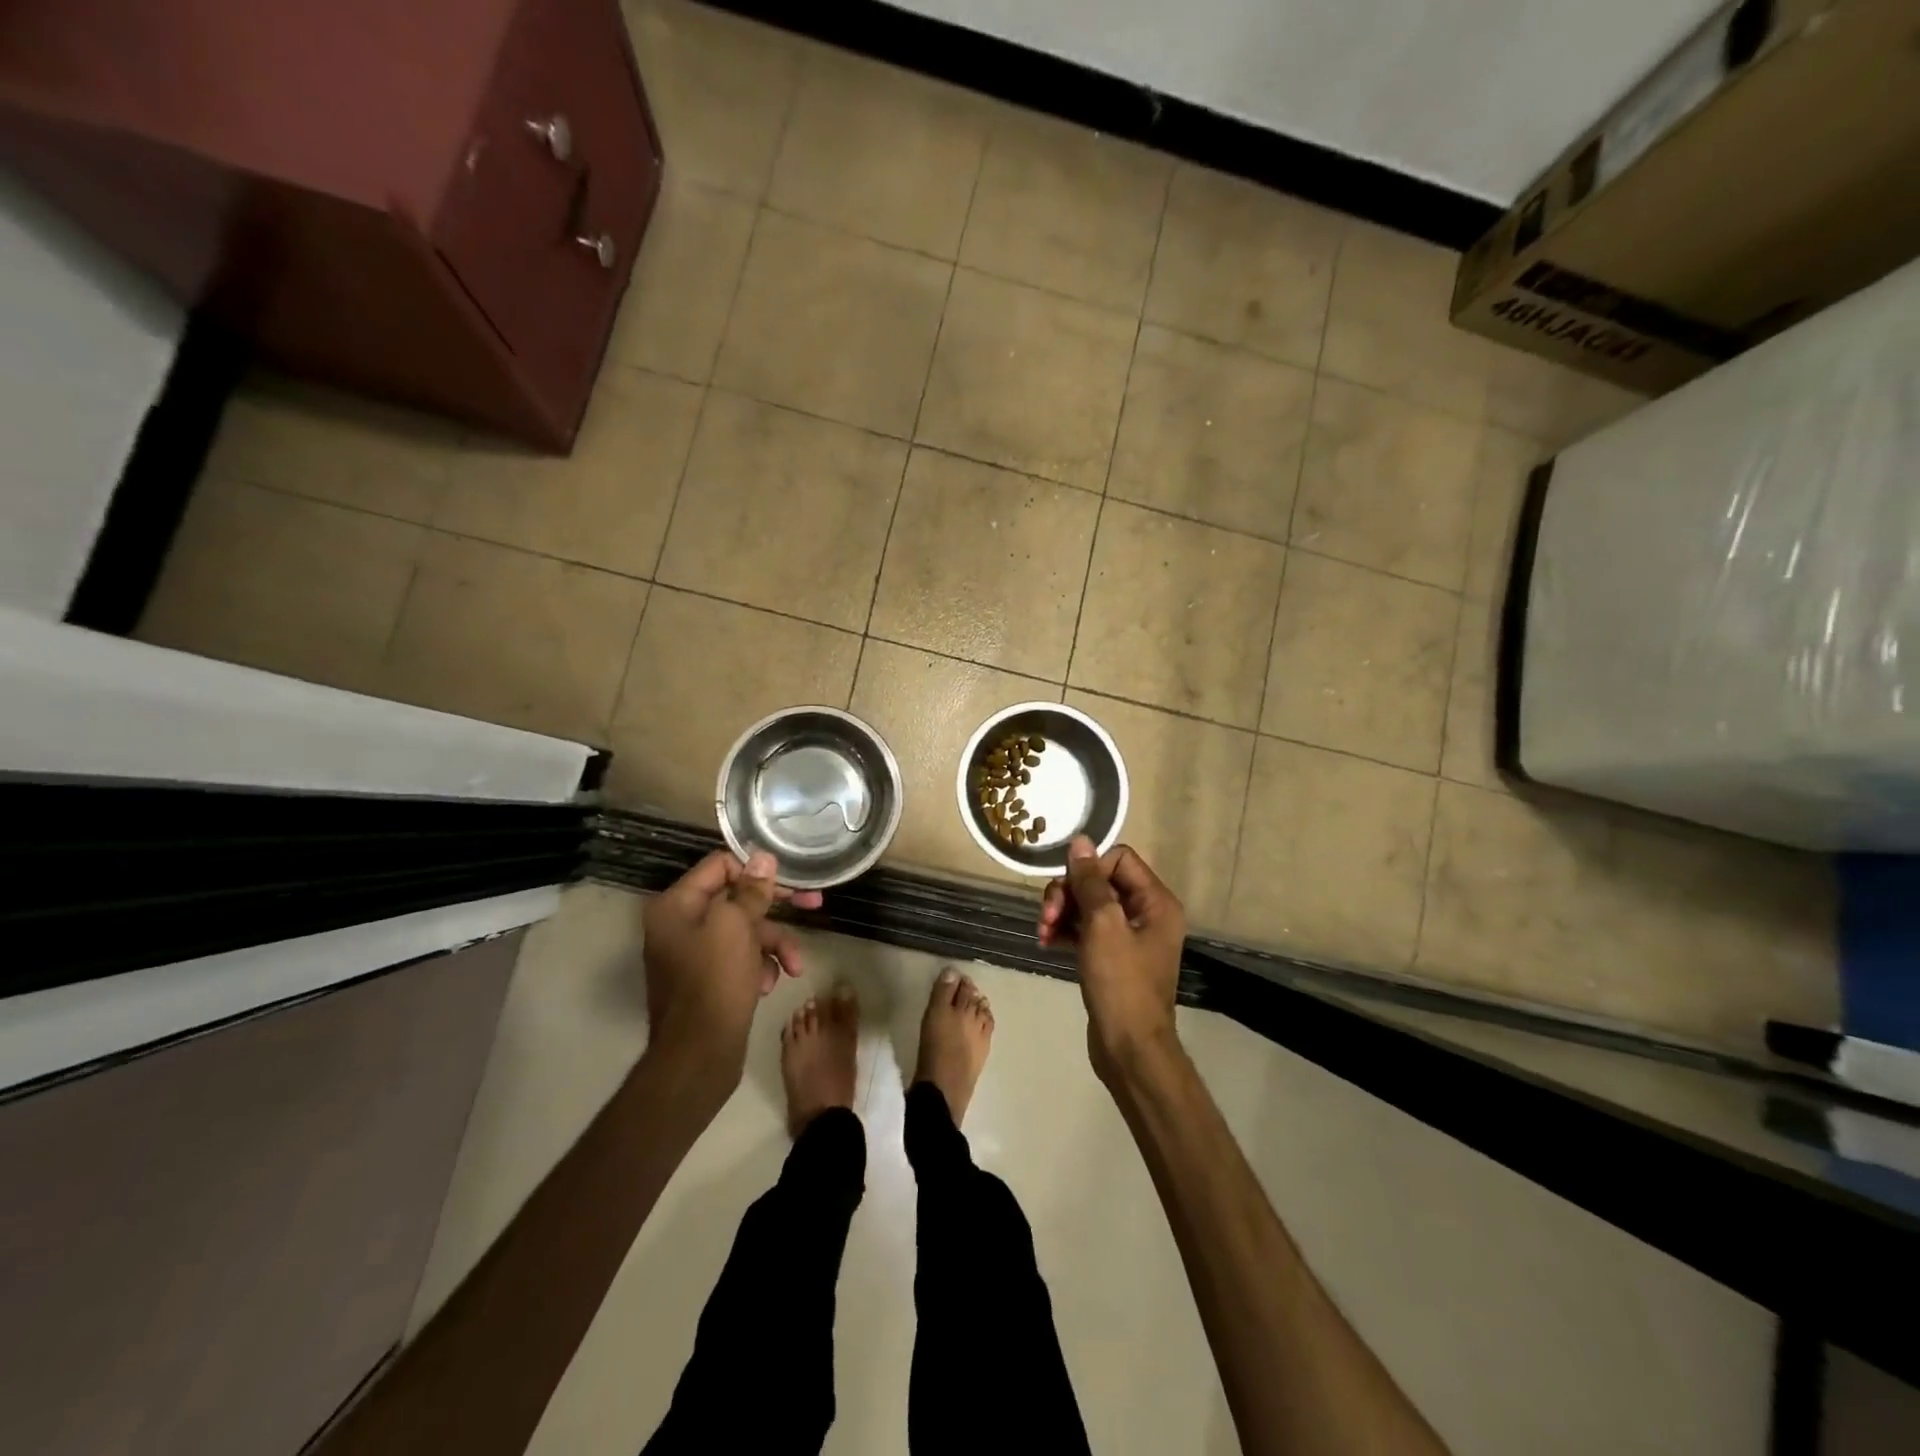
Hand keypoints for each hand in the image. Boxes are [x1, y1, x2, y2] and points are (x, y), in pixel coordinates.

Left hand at [641, 851, 820, 1080]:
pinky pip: (740, 958)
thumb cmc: (715, 982)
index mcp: (676, 905)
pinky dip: (759, 966)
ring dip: (773, 944)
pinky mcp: (708, 979)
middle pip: (736, 900)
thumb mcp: (737, 926)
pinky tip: (768, 985)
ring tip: (793, 966)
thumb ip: (751, 890)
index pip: (721, 866)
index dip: (756, 870)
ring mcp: (693, 954)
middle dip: (775, 909)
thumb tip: (763, 856)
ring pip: (744, 932)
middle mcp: (679, 924)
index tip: (789, 879)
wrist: (699, 1056)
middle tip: (814, 904)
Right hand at [1038, 836, 1185, 1081]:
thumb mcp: (1103, 926)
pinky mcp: (1112, 957)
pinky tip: (1046, 942)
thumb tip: (1080, 841)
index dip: (1088, 868)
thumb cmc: (1121, 984)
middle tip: (1046, 915)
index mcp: (1155, 901)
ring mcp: (1129, 937)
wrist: (1128, 1048)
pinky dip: (1065, 930)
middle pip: (1100, 881)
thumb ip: (1090, 881)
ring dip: (1061, 912)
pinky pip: (1086, 929)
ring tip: (1042, 932)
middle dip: (1068, 893)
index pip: (1118, 859)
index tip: (1067, 889)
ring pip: (1089, 905)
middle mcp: (1146, 913)